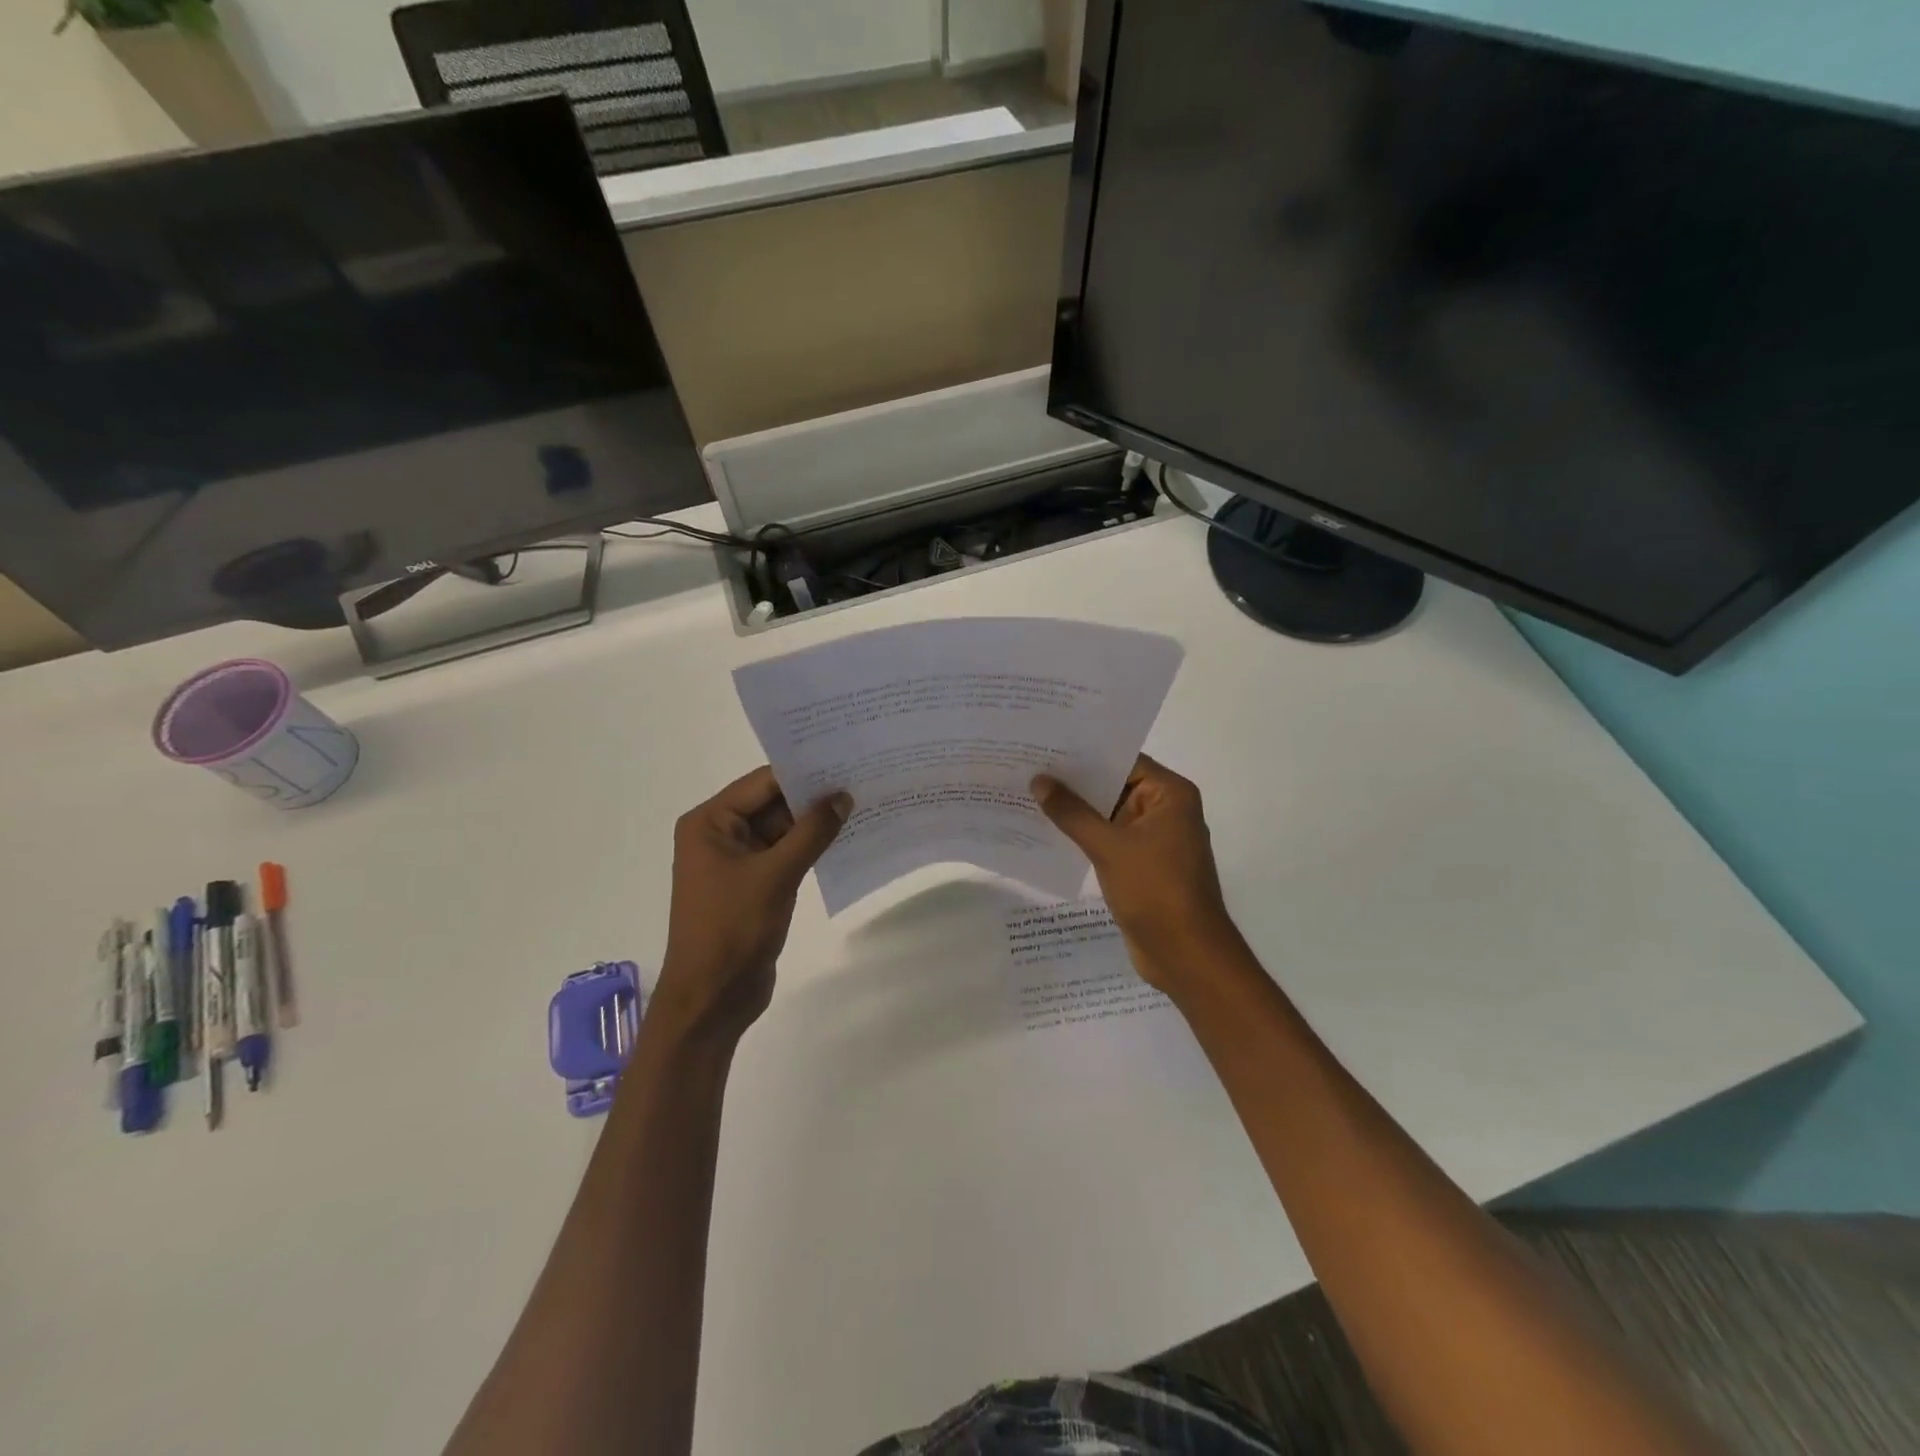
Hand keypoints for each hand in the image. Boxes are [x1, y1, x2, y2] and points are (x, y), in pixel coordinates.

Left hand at [657, 766, 850, 1044]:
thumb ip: (811, 832)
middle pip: (772, 804)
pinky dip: (810, 848)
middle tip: (861, 779)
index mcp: (710, 823)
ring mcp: (736, 862)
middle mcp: (719, 835)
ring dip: (815, 823)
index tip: (845, 760)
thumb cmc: (733, 929)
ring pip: (781, 830)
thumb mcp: (776, 875)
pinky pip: (784, 855)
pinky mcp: (752, 885)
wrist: (712, 999)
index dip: (803, 772)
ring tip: (861, 805)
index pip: (763, 783)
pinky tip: (845, 839)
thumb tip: (843, 796)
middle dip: (813, 797)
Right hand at [1031, 755, 1239, 994]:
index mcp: (1170, 795)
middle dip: (1074, 782)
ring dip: (1075, 810)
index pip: (1123, 760)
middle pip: (1114, 785)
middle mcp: (1165, 810)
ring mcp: (1154, 839)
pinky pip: (1108, 839)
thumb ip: (1072, 813)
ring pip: (1108, 814)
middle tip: (1028, 766)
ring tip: (1029, 794)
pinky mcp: (1141, 864)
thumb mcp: (1109, 847)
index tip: (1046, 745)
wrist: (1185, 955)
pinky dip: (1083, 835)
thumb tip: (1039, 781)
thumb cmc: (1155, 890)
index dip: (1085, 753)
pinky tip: (1047, 830)